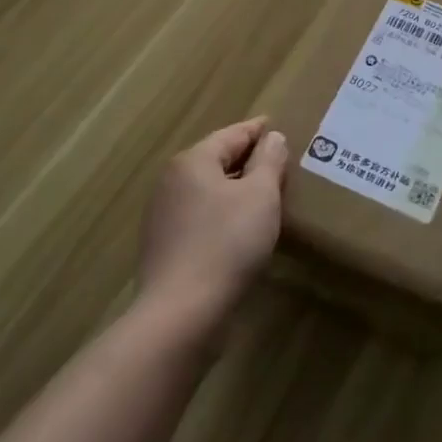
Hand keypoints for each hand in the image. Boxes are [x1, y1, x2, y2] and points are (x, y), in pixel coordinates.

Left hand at [138, 118, 288, 329]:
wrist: (181, 314)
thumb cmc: (226, 243)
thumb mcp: (261, 195)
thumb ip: (269, 161)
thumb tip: (272, 138)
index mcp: (193, 161)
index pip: (232, 135)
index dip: (258, 130)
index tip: (278, 127)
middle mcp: (172, 182)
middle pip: (217, 161)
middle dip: (247, 160)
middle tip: (278, 161)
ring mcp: (163, 216)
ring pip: (208, 190)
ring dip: (235, 189)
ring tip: (265, 195)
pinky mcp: (164, 247)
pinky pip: (200, 217)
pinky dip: (222, 214)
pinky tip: (240, 229)